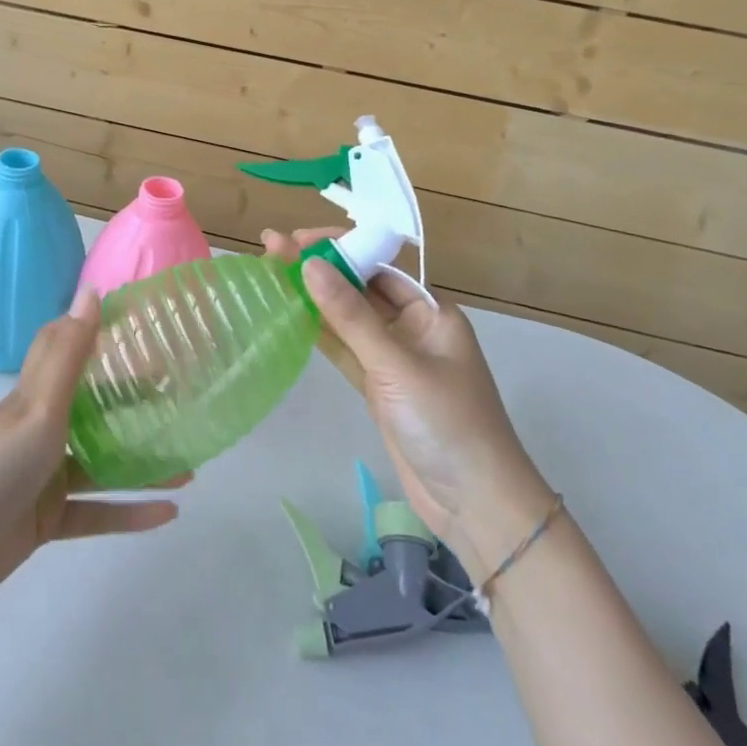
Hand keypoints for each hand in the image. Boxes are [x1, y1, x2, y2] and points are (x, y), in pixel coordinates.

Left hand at [0, 288, 185, 613]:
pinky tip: (169, 513)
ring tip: (189, 464)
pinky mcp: (46, 521)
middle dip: (134, 404)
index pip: (68, 352)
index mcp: (34, 397)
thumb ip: (69, 353)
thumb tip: (92, 289)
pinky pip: (97, 512)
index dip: (100, 335)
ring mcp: (43, 477)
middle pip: (94, 410)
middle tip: (179, 399)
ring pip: (103, 464)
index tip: (144, 329)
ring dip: (142, 463)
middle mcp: (40, 430)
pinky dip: (130, 512)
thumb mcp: (36, 407)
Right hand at [263, 228, 553, 587]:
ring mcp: (393, 359)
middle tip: (272, 247)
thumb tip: (309, 265)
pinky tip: (288, 313)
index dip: (339, 247)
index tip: (298, 239)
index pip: (379, 264)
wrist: (476, 506)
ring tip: (270, 271)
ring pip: (347, 318)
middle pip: (359, 288)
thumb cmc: (447, 424)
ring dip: (312, 297)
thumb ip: (351, 316)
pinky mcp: (378, 388)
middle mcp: (412, 328)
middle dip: (319, 267)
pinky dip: (318, 333)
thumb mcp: (397, 366)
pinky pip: (344, 350)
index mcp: (431, 312)